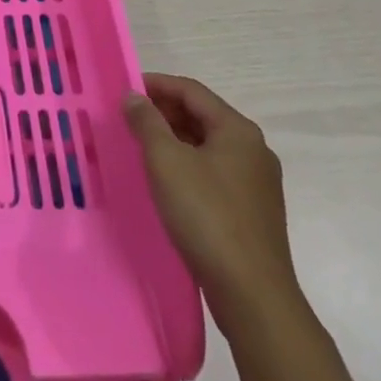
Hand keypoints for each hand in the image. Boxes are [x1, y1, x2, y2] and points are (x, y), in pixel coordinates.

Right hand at [124, 73, 300, 327]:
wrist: (252, 295)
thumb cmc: (207, 216)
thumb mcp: (166, 162)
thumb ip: (147, 122)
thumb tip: (134, 97)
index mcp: (237, 130)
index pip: (191, 91)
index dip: (156, 84)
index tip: (124, 90)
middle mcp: (253, 150)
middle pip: (201, 116)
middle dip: (163, 113)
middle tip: (127, 118)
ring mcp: (256, 183)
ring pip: (207, 147)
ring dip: (173, 140)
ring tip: (140, 147)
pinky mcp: (252, 212)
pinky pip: (213, 173)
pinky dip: (187, 166)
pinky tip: (165, 181)